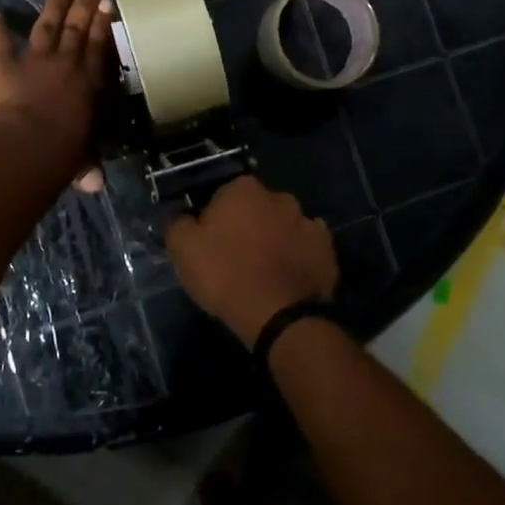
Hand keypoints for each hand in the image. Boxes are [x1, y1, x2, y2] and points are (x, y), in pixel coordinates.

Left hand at [0, 0, 113, 192]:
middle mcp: (67, 64)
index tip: (109, 3)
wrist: (29, 145)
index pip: (100, 47)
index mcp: (89, 84)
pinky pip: (1, 42)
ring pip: (49, 25)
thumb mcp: (80, 160)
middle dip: (86, 3)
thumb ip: (86, 166)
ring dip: (55, 4)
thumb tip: (96, 185)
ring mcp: (35, 60)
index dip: (104, 24)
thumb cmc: (63, 154)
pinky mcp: (4, 64)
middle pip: (78, 28)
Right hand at [166, 176, 338, 347]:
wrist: (280, 315)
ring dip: (275, 240)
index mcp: (244, 188)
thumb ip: (177, 223)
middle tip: (236, 258)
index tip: (210, 242)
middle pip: (256, 207)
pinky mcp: (327, 248)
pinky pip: (305, 247)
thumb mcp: (183, 249)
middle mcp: (279, 196)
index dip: (215, 218)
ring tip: (264, 273)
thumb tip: (182, 217)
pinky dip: (297, 257)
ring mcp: (307, 221)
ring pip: (283, 226)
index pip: (223, 195)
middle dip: (248, 225)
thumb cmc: (226, 275)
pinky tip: (287, 279)